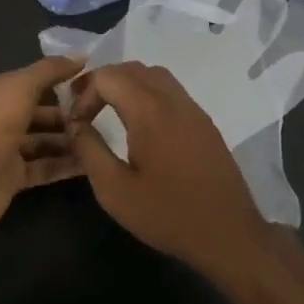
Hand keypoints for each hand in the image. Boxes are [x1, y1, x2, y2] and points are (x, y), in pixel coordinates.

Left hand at [0, 56, 85, 235]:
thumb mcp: (21, 85)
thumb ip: (50, 70)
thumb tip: (81, 57)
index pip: (29, 81)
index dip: (57, 79)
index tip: (90, 82)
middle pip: (38, 112)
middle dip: (67, 113)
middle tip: (101, 114)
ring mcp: (4, 149)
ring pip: (43, 141)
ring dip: (69, 139)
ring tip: (102, 138)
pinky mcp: (13, 177)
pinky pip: (44, 166)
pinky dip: (65, 165)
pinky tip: (92, 162)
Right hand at [68, 61, 271, 278]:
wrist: (228, 234)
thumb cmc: (167, 214)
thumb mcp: (114, 190)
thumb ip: (89, 150)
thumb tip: (75, 125)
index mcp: (150, 111)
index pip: (109, 76)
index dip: (84, 93)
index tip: (76, 123)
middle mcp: (174, 100)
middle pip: (133, 69)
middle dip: (104, 81)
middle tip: (84, 108)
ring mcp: (194, 110)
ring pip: (155, 76)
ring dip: (127, 85)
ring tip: (109, 110)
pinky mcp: (205, 123)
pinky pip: (172, 92)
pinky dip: (148, 94)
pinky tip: (140, 125)